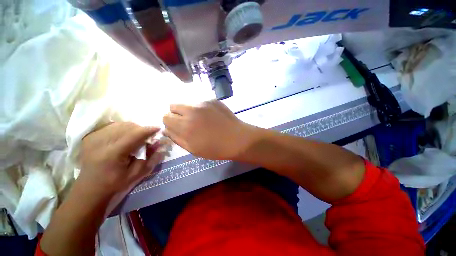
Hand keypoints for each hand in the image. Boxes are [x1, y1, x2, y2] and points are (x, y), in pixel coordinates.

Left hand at [78, 122, 164, 199]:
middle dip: (141, 129)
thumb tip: (159, 142)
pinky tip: (124, 137)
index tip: (159, 128)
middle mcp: (101, 142)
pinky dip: (122, 129)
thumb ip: (150, 157)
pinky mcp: (90, 137)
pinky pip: (111, 126)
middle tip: (147, 137)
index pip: (134, 135)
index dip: (148, 130)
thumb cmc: (115, 184)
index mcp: (112, 154)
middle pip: (127, 127)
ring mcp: (93, 138)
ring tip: (136, 137)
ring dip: (132, 128)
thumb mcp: (137, 174)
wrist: (89, 189)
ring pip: (120, 124)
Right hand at [163, 100, 256, 159]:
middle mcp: (191, 110)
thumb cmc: (215, 148)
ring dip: (188, 110)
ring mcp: (203, 103)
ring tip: (200, 119)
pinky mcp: (212, 100)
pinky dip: (201, 108)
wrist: (237, 138)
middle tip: (187, 123)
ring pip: (187, 103)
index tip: (177, 128)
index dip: (170, 123)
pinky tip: (210, 116)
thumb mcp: (193, 149)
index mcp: (184, 125)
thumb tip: (167, 130)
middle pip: (173, 106)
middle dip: (176, 114)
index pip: (166, 117)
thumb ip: (177, 138)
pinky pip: (200, 102)